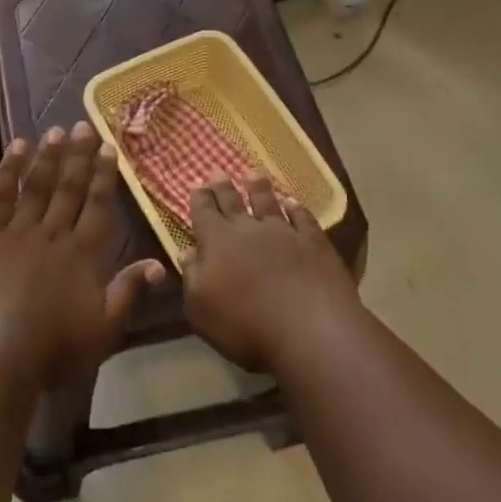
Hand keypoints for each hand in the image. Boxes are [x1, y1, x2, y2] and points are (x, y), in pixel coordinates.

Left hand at [0, 124, 164, 392]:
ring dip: (48, 156)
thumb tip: (160, 264)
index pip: (99, 205)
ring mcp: (17, 232)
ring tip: (56, 131)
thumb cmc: (53, 349)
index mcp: (84, 254)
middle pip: (70, 188)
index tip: (109, 147)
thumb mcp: (103, 330)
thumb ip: (129, 291)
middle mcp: (54, 234)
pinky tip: (16, 148)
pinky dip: (9, 170)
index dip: (105, 175)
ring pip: (38, 186)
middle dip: (79, 156)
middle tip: (84, 125)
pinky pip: (0, 196)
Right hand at [181, 176, 360, 372]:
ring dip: (259, 188)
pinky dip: (296, 208)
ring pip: (268, 203)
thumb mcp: (201, 309)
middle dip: (223, 186)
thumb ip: (192, 277)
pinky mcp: (314, 243)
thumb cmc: (245, 326)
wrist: (309, 330)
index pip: (203, 212)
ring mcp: (284, 233)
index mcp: (217, 242)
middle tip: (218, 171)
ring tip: (253, 174)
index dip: (199, 198)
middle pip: (232, 202)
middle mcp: (248, 229)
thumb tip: (186, 252)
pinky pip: (302, 218)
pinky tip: (293, 203)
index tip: (196, 185)